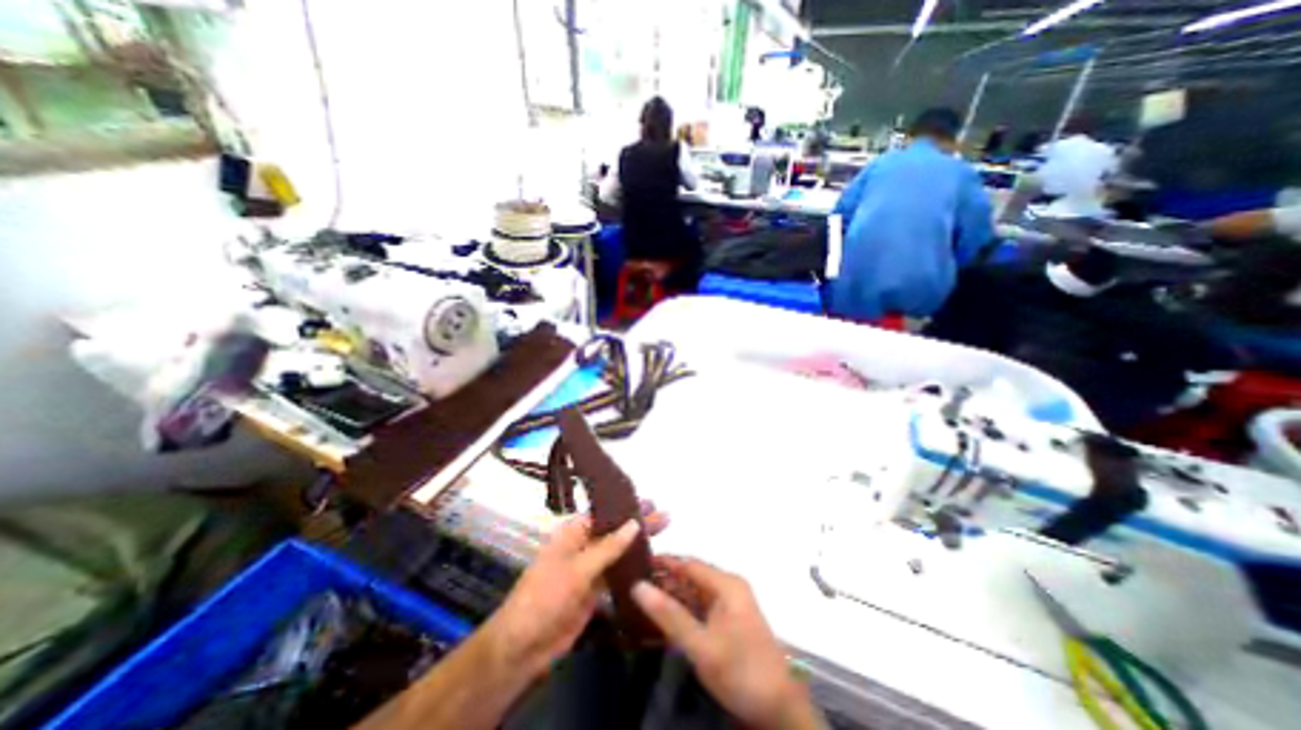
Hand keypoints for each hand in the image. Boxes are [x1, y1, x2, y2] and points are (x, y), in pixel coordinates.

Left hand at [487, 502, 669, 677]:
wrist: (523, 646)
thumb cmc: (545, 597)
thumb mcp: (577, 569)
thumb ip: (608, 547)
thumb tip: (634, 523)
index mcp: (573, 533)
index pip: (605, 513)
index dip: (627, 507)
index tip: (651, 503)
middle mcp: (583, 545)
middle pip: (615, 530)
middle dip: (638, 523)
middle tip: (665, 516)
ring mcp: (590, 568)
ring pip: (619, 551)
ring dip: (638, 543)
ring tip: (663, 533)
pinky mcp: (595, 590)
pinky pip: (617, 573)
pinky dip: (633, 567)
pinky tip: (651, 563)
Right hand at [631, 560, 820, 728]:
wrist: (779, 710)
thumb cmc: (740, 671)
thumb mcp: (701, 645)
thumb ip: (669, 615)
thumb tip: (638, 586)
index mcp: (726, 584)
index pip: (688, 563)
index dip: (664, 562)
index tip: (637, 564)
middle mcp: (728, 588)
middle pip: (691, 576)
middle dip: (665, 579)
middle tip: (634, 584)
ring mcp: (730, 605)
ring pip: (695, 593)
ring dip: (672, 596)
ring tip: (642, 599)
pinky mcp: (729, 622)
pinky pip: (701, 608)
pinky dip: (683, 611)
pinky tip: (664, 617)